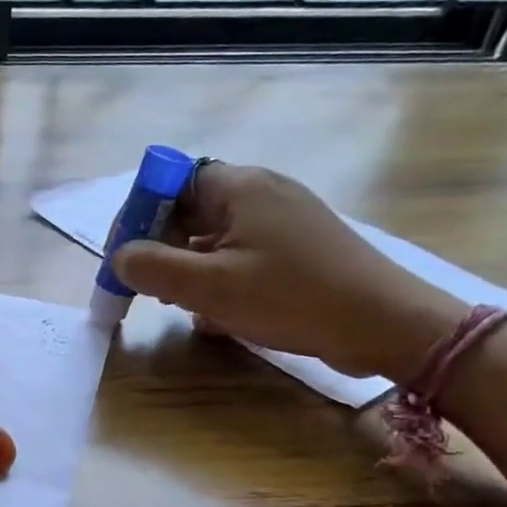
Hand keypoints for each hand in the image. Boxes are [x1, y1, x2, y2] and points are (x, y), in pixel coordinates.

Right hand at [112, 164, 465, 378]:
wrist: (387, 324)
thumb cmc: (292, 298)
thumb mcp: (209, 287)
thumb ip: (152, 267)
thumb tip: (119, 257)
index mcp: (238, 187)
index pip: (168, 182)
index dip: (138, 216)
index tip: (123, 258)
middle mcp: (261, 192)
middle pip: (190, 209)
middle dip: (162, 248)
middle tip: (151, 288)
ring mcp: (284, 219)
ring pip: (214, 236)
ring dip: (190, 267)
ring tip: (183, 304)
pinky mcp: (299, 247)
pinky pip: (242, 253)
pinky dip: (221, 277)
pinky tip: (218, 314)